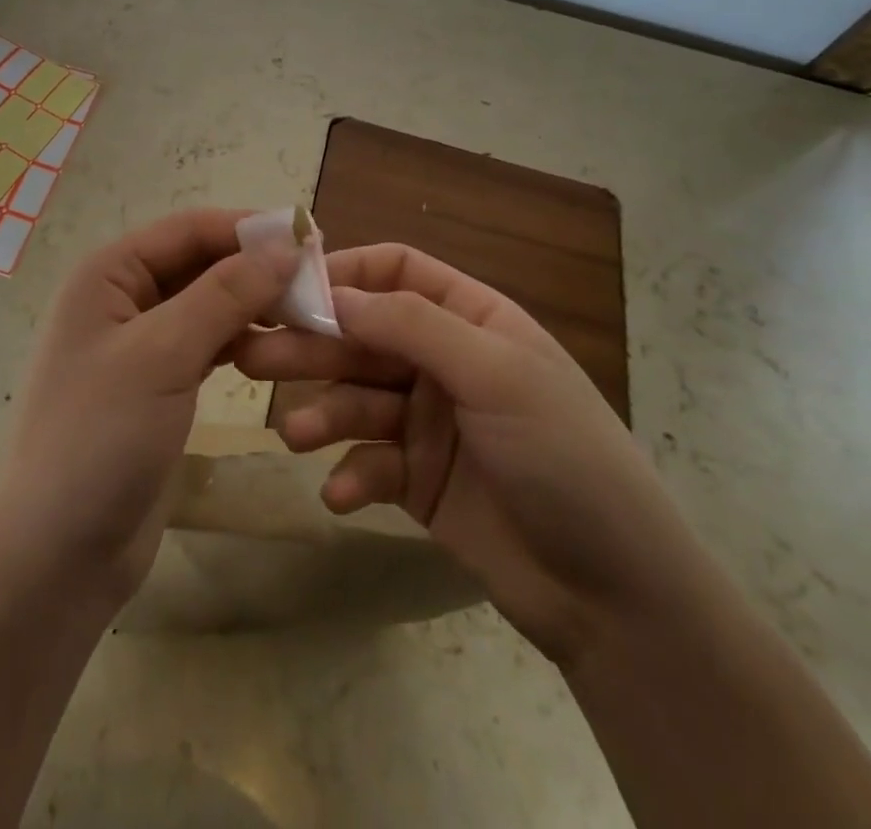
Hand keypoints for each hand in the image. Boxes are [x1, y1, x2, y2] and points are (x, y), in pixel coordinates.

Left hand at [0, 209, 299, 609]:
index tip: (314, 239)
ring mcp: (140, 343)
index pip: (189, 228)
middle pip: (200, 262)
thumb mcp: (163, 354)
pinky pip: (206, 342)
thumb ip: (224, 294)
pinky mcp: (158, 383)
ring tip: (309, 313)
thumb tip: (284, 244)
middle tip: (321, 282)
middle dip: (255, 267)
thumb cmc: (100, 438)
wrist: (58, 555)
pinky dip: (241, 338)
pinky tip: (277, 346)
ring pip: (207, 302)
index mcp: (109, 273)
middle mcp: (122, 297)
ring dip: (253, 303)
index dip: (250, 229)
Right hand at [235, 243, 699, 664]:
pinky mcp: (417, 481)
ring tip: (296, 435)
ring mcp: (428, 423)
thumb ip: (413, 326)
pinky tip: (342, 494)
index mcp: (471, 320)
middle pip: (363, 336)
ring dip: (324, 413)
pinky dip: (351, 474)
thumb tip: (334, 294)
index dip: (344, 273)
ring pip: (356, 399)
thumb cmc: (563, 457)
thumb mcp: (495, 375)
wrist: (616, 597)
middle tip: (254, 358)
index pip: (396, 272)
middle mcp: (444, 362)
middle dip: (313, 346)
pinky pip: (369, 463)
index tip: (288, 289)